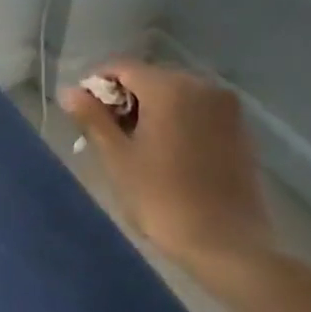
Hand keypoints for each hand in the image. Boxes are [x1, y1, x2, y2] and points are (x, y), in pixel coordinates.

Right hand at [60, 59, 274, 264]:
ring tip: (135, 148)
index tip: (83, 115)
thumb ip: (93, 118)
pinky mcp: (240, 129)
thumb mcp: (117, 158)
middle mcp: (202, 86)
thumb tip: (70, 91)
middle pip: (150, 78)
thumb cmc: (162, 198)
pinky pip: (197, 112)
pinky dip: (177, 122)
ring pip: (175, 95)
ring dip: (151, 111)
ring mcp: (226, 107)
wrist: (226, 244)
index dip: (96, 86)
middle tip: (106, 136)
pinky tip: (167, 154)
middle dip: (125, 99)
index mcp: (169, 88)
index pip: (121, 68)